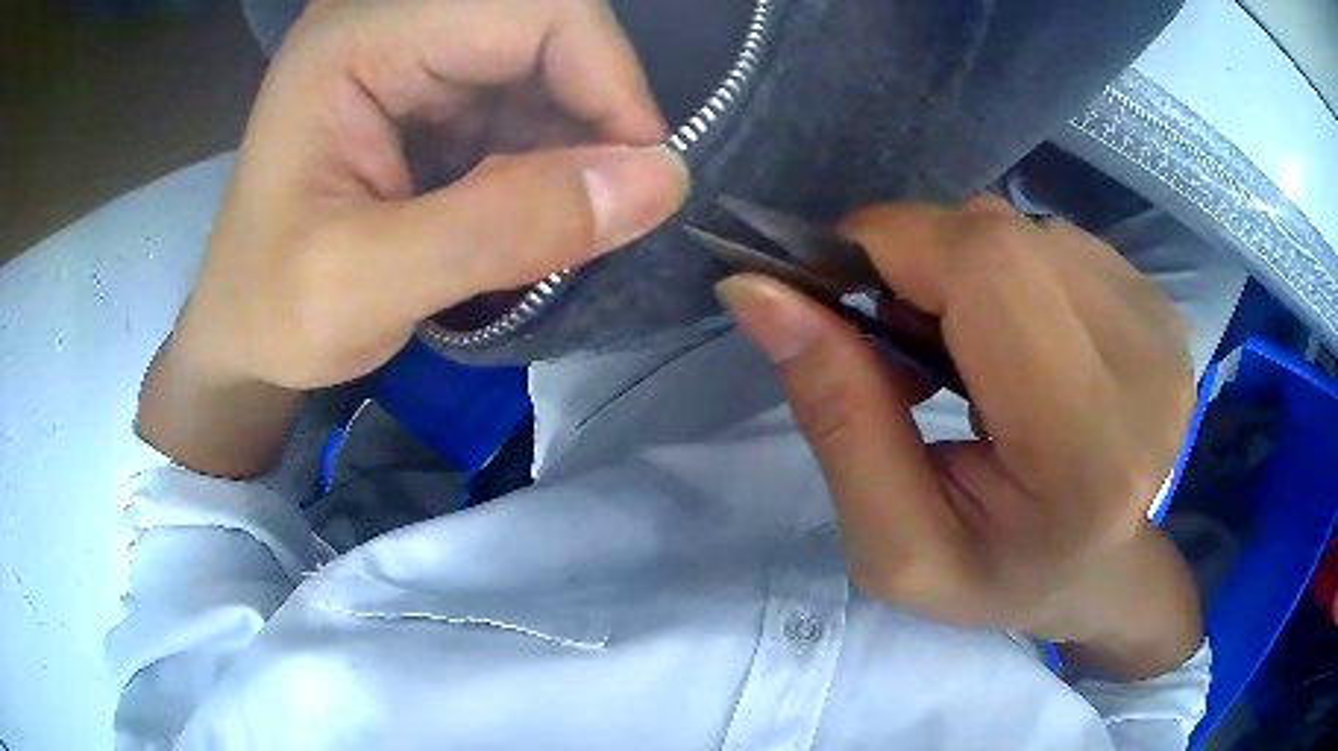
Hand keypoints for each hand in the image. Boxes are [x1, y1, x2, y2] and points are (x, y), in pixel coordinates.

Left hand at [138, 0, 687, 475]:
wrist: (243, 335)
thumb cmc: (274, 313)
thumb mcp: (365, 286)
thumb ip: (501, 229)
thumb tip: (657, 183)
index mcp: (361, 39)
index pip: (534, 9)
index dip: (606, 80)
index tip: (635, 179)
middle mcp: (395, 26)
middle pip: (549, 34)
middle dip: (593, 121)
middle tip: (601, 215)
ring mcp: (415, 60)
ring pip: (548, 74)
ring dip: (574, 149)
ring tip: (558, 229)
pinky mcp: (431, 99)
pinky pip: (526, 108)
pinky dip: (550, 163)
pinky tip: (530, 217)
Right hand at [720, 197, 1200, 677]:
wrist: (1100, 572)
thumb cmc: (998, 577)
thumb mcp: (892, 543)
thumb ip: (834, 415)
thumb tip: (758, 290)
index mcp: (1086, 449)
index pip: (990, 269)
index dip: (896, 244)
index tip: (841, 285)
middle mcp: (1144, 369)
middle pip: (1004, 235)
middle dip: (924, 260)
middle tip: (903, 337)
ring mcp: (1162, 327)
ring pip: (1025, 228)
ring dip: (969, 270)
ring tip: (968, 351)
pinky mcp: (1161, 306)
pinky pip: (1056, 240)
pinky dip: (1013, 271)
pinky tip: (1018, 339)